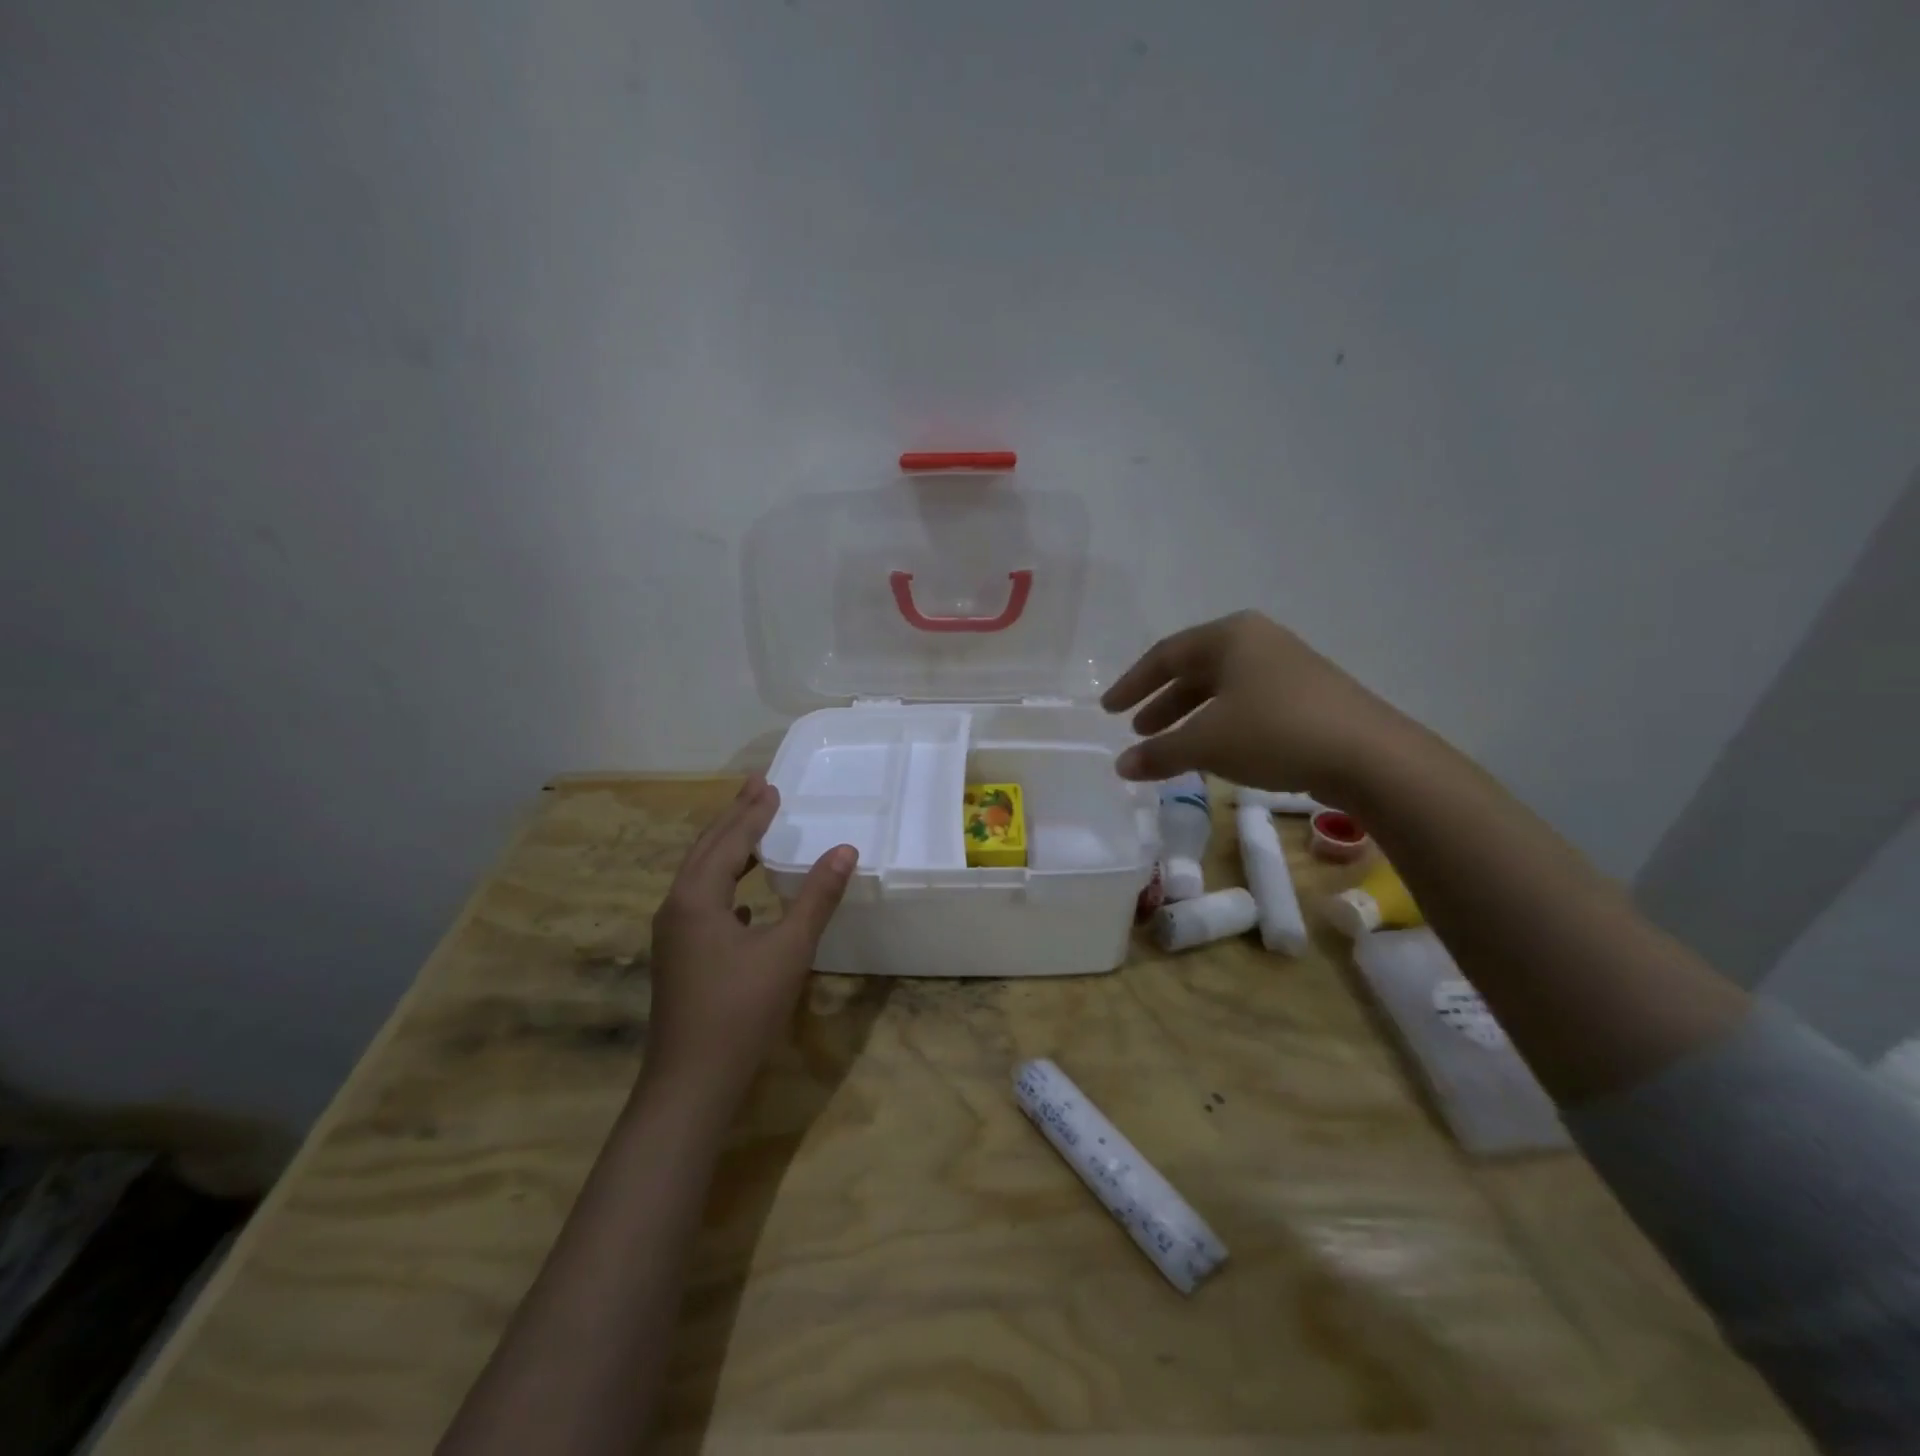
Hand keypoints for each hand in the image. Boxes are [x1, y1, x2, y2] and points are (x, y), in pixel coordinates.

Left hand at [642, 777, 856, 1114]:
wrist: (691, 1083)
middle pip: (707, 849)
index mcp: (697, 897)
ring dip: (728, 849)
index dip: (753, 812)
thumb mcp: (789, 949)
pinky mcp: (679, 958)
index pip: (729, 840)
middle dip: (734, 817)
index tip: (771, 784)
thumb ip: (817, 897)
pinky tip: (743, 899)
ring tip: (752, 830)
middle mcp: (676, 907)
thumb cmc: (741, 1010)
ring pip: (700, 876)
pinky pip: (701, 903)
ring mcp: (673, 935)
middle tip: (756, 788)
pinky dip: (724, 885)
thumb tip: (845, 850)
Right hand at [1102, 611, 1408, 794]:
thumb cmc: (1274, 732)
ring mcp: (1287, 666)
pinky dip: (1221, 725)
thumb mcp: (1207, 743)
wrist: (1369, 755)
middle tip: (1137, 730)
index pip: (1166, 655)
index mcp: (1229, 636)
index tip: (1109, 710)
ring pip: (1222, 689)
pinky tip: (1215, 752)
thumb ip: (1159, 752)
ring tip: (1169, 746)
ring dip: (1190, 717)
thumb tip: (1120, 767)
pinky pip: (1248, 704)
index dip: (1132, 684)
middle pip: (1195, 669)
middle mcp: (1258, 641)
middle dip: (1162, 702)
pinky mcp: (1308, 695)